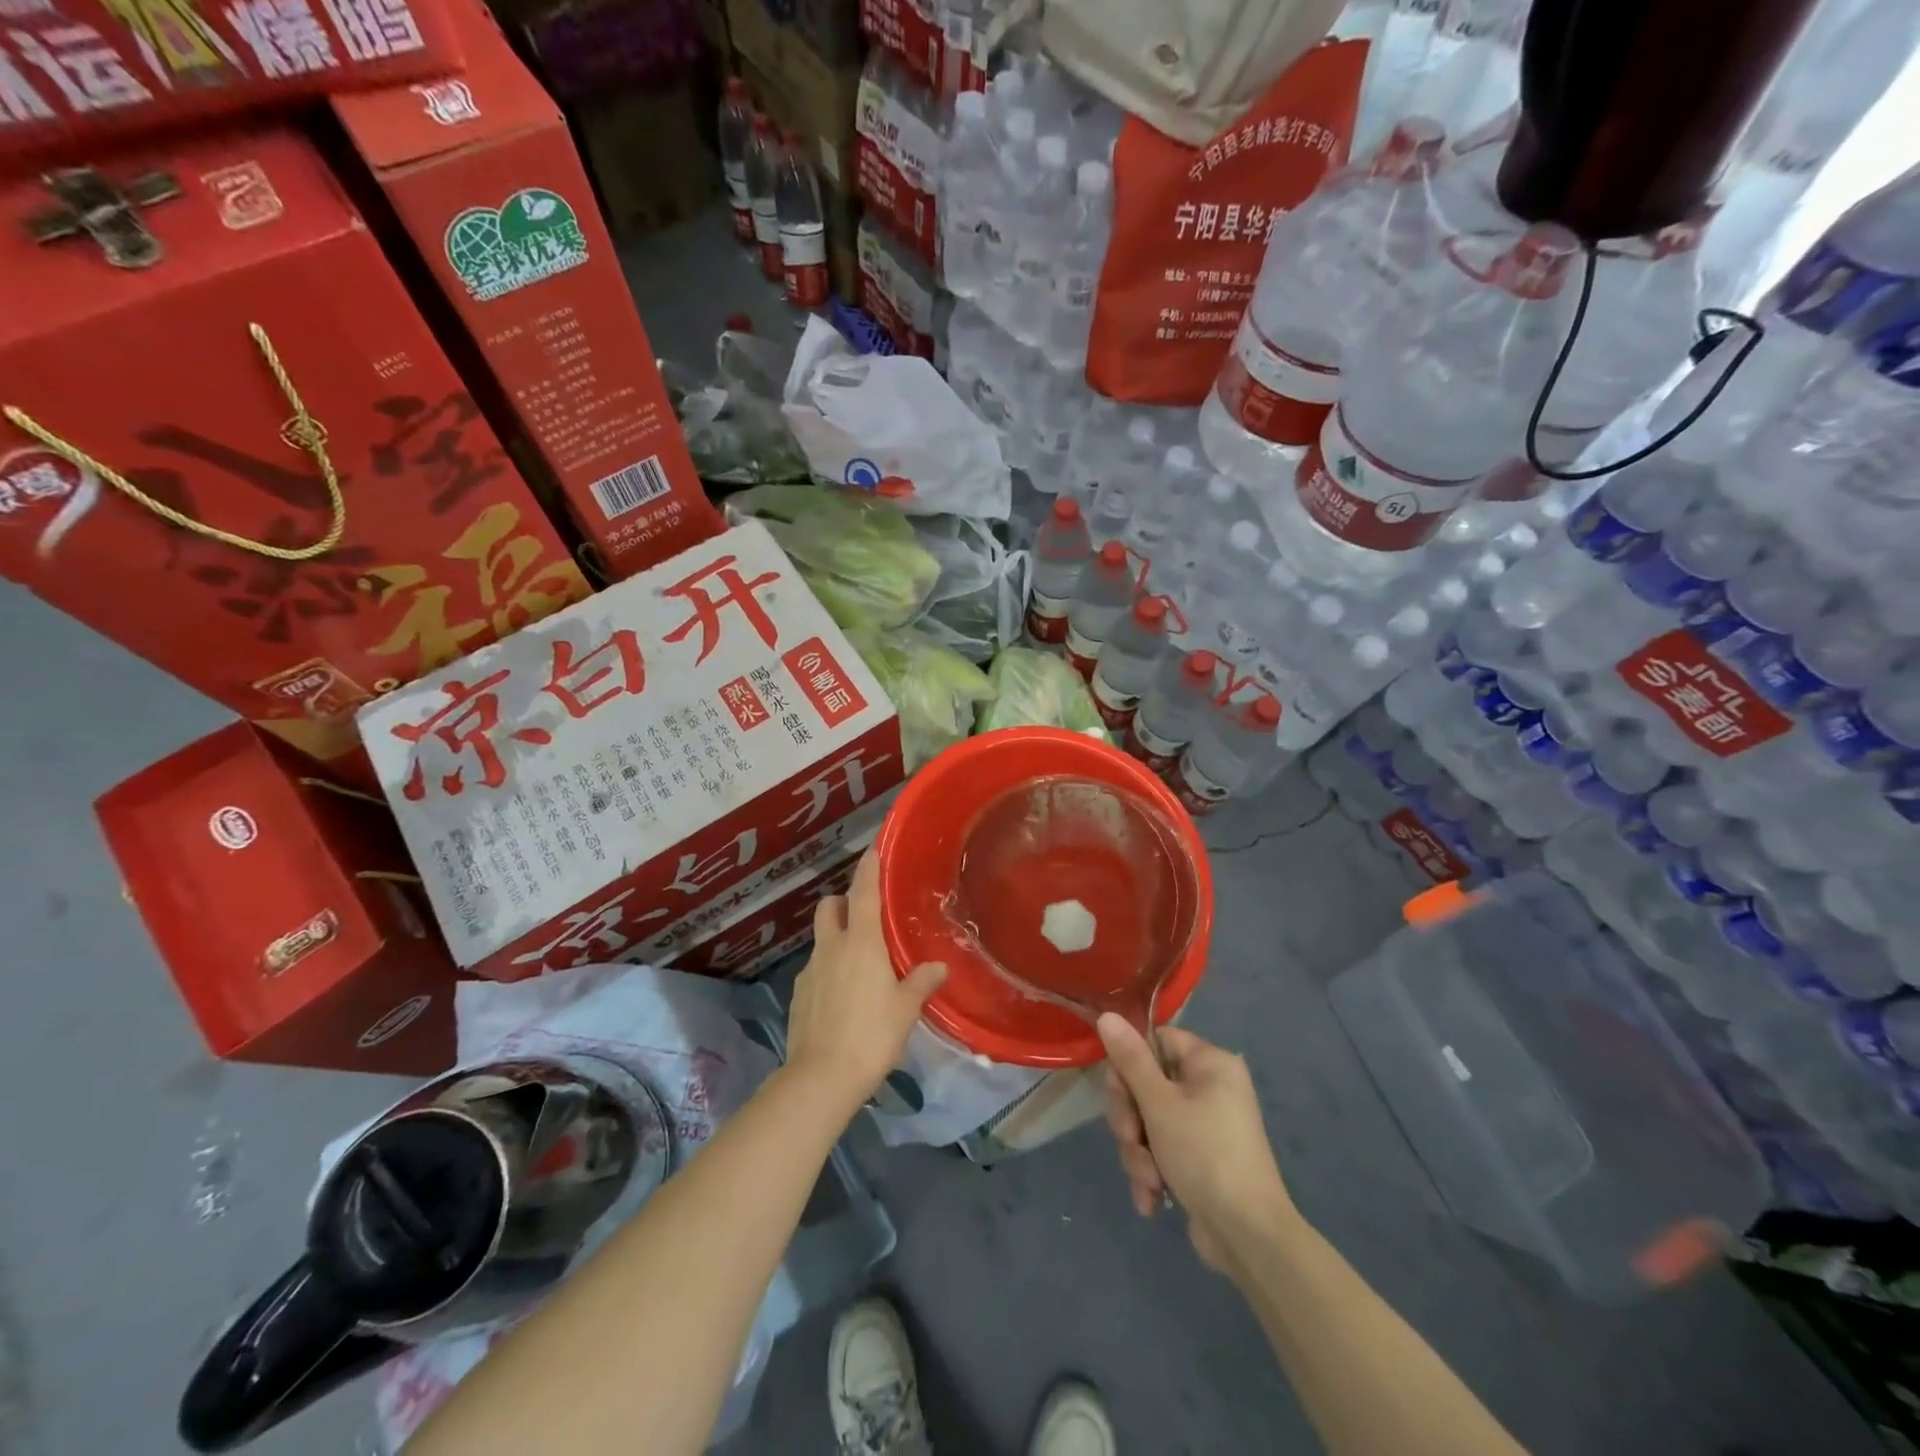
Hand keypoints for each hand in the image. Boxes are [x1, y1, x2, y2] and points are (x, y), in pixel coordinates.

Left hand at [786, 849, 946, 1115]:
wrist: (821, 1078)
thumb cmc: (872, 1035)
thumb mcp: (906, 1009)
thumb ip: (922, 982)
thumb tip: (939, 966)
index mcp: (860, 942)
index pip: (863, 892)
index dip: (869, 868)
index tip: (873, 848)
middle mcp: (830, 948)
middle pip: (829, 907)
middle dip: (843, 901)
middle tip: (865, 915)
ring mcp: (809, 971)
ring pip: (822, 940)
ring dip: (837, 939)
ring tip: (861, 964)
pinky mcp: (798, 996)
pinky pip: (816, 970)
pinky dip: (829, 971)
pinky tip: (844, 997)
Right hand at [1098, 1014, 1295, 1274]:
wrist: (1247, 1236)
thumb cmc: (1204, 1154)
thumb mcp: (1159, 1103)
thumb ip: (1130, 1059)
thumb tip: (1107, 1015)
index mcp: (1210, 1064)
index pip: (1157, 1040)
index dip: (1131, 1062)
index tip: (1119, 1088)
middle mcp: (1210, 1088)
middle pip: (1147, 1084)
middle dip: (1131, 1119)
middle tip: (1130, 1138)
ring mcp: (1205, 1126)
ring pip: (1148, 1122)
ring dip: (1139, 1152)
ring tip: (1149, 1179)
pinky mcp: (1199, 1159)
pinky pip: (1161, 1150)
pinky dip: (1152, 1172)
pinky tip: (1152, 1198)